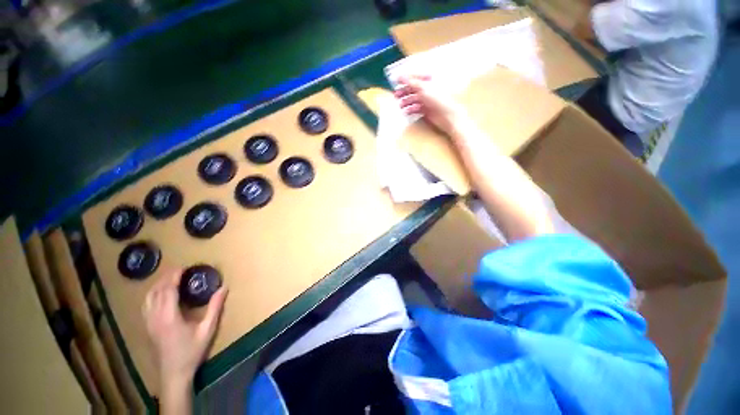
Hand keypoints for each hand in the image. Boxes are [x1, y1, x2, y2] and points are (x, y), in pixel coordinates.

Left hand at [142, 270, 227, 384]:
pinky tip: (159, 295)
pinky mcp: (147, 327)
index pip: (167, 290)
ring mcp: (148, 323)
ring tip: (169, 279)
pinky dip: (152, 294)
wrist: (174, 373)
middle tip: (179, 270)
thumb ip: (215, 307)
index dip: (174, 277)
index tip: (183, 267)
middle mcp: (155, 317)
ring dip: (157, 285)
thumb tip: (224, 288)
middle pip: (155, 291)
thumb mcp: (207, 329)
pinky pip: (145, 305)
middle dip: (165, 278)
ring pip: (148, 298)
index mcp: (169, 316)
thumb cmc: (192, 351)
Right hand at [394, 74, 467, 135]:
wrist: (447, 115)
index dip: (404, 78)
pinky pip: (415, 108)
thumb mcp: (423, 88)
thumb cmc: (437, 98)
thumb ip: (410, 82)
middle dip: (404, 91)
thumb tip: (399, 76)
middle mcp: (427, 89)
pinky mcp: (426, 110)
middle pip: (413, 88)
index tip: (394, 80)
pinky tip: (406, 112)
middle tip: (395, 95)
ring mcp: (427, 100)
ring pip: (413, 99)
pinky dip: (410, 110)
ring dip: (406, 101)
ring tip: (400, 106)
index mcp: (429, 80)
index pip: (414, 76)